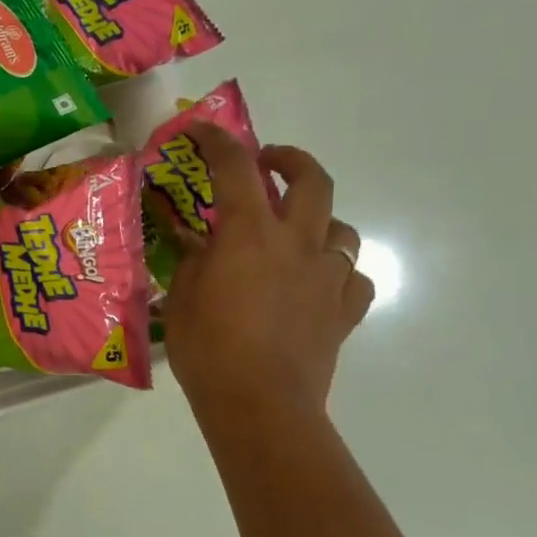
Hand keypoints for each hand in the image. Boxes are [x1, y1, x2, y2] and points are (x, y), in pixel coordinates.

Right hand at [161, 125, 373, 417]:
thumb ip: (192, 260)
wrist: (260, 405)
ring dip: (319, 220)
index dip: (217, 141)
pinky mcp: (345, 311)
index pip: (235, 168)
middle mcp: (298, 243)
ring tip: (296, 232)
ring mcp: (328, 276)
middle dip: (291, 160)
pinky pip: (353, 277)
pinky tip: (320, 283)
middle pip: (312, 180)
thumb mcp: (183, 298)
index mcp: (251, 234)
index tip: (202, 130)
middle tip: (269, 163)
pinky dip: (337, 271)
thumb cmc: (209, 350)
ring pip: (341, 228)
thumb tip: (195, 240)